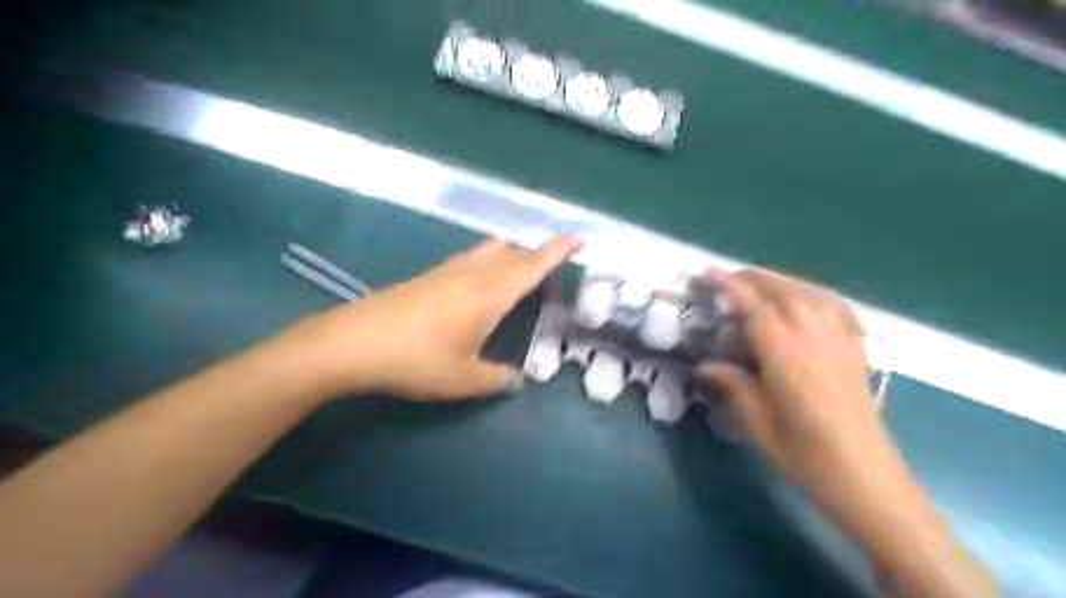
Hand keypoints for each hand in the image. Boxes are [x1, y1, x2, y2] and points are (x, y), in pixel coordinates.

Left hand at [273, 236, 580, 402]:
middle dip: (537, 258)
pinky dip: (490, 264)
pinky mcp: (430, 275)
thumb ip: (497, 379)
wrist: (354, 342)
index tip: (580, 240)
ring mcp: (449, 270)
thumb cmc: (417, 359)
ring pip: (491, 251)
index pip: (533, 263)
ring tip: (519, 283)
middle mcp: (473, 273)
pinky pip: (472, 259)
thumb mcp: (463, 379)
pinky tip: (481, 290)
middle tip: (549, 282)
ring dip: (512, 259)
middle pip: (514, 252)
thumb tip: (518, 381)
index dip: (559, 250)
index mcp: (491, 292)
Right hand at [697, 270, 912, 542]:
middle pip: (784, 291)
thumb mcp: (756, 424)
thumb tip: (705, 366)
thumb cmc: (804, 455)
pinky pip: (836, 309)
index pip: (754, 307)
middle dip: (754, 278)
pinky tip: (806, 303)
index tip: (709, 271)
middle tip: (728, 279)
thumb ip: (731, 386)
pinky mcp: (856, 352)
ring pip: (810, 294)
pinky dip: (814, 296)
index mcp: (785, 354)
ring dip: (781, 283)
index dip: (730, 286)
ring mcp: (840, 342)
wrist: (866, 479)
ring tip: (760, 287)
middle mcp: (814, 338)